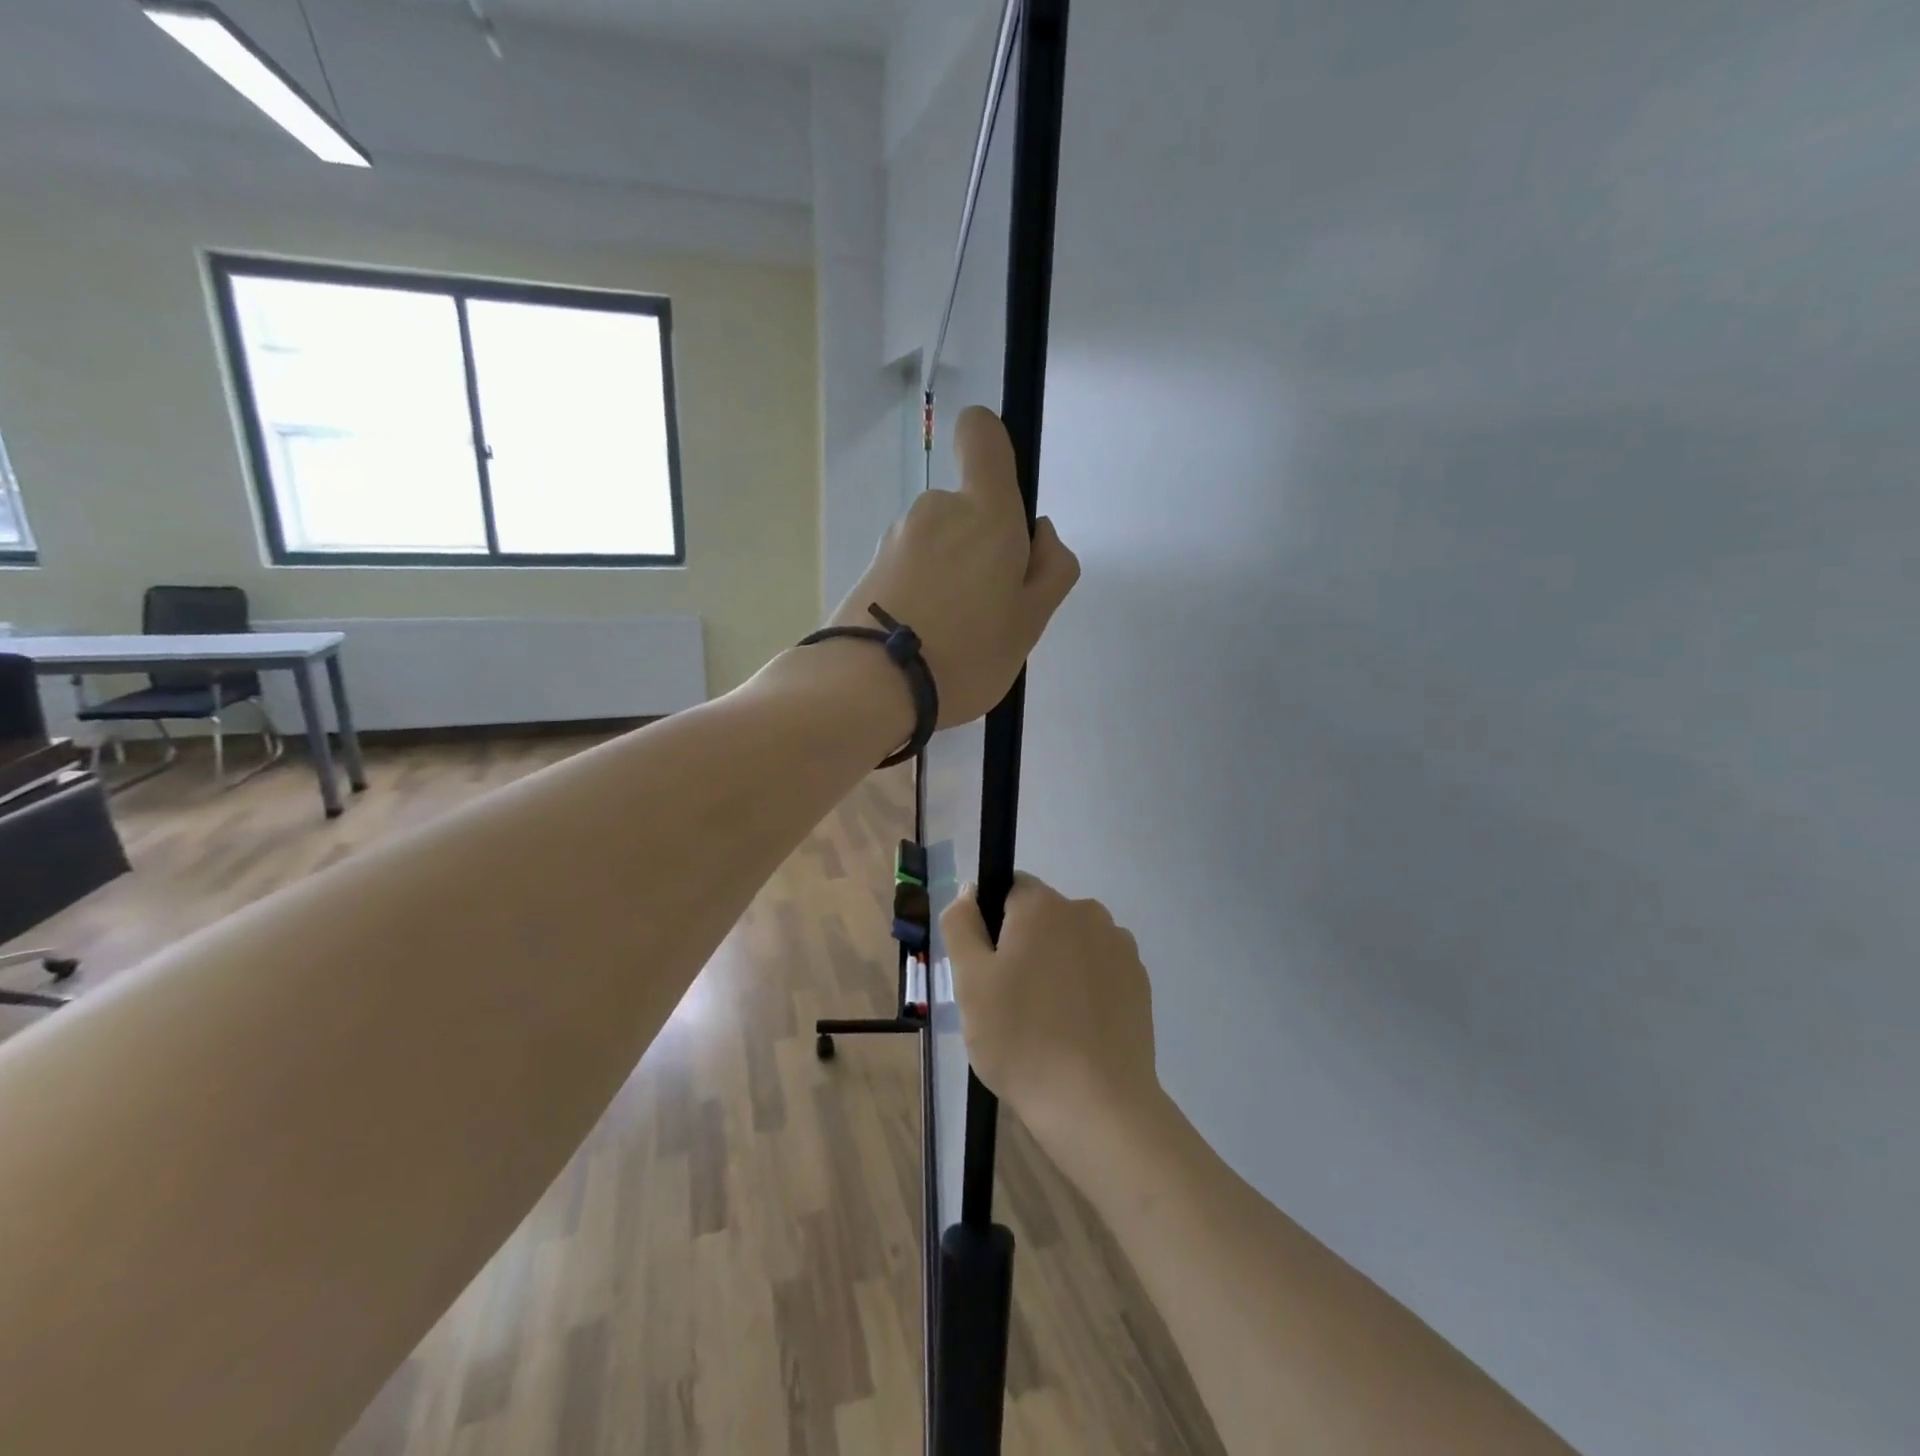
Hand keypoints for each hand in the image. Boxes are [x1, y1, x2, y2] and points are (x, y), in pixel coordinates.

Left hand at [830, 407, 1079, 726]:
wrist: (869, 687)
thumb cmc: (967, 653)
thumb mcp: (1032, 621)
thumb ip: (1052, 569)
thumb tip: (1041, 533)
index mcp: (984, 511)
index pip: (981, 432)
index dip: (994, 451)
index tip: (1004, 506)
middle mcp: (936, 509)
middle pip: (967, 508)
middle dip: (983, 547)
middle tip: (989, 610)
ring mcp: (896, 538)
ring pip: (939, 543)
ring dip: (951, 574)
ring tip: (952, 635)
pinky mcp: (869, 568)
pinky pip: (911, 569)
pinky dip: (922, 593)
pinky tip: (923, 640)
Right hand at [942, 874, 1159, 1149]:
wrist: (1096, 1104)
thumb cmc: (1020, 1037)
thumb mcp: (969, 981)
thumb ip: (962, 924)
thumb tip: (970, 891)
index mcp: (1043, 905)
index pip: (1008, 890)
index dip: (992, 925)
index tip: (987, 970)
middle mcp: (1087, 912)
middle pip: (1042, 917)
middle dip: (1024, 946)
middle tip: (1008, 1001)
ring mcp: (1120, 946)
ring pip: (1072, 944)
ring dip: (1056, 966)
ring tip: (1044, 1021)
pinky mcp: (1140, 982)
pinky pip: (1099, 970)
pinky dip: (1085, 988)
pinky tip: (1075, 1030)